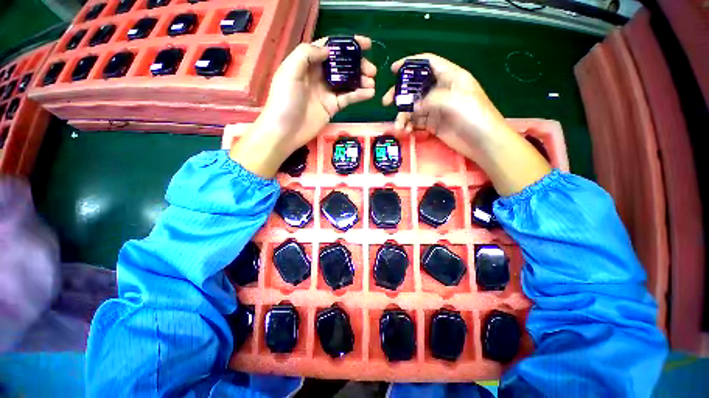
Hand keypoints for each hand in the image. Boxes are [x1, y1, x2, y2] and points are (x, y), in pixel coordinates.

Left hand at [230, 36, 376, 177]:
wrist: (285, 131)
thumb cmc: (284, 100)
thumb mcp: (290, 71)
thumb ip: (307, 54)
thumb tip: (328, 50)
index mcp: (307, 63)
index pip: (330, 48)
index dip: (347, 44)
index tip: (365, 44)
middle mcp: (319, 76)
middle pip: (342, 65)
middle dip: (358, 64)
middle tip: (372, 69)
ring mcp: (327, 92)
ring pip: (348, 82)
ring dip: (361, 80)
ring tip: (373, 81)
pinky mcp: (332, 107)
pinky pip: (348, 98)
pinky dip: (359, 95)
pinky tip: (370, 93)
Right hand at [383, 54, 550, 194]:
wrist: (482, 141)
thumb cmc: (474, 115)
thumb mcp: (454, 99)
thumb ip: (431, 98)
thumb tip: (413, 105)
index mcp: (450, 77)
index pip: (428, 63)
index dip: (410, 64)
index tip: (393, 69)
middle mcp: (442, 91)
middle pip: (416, 87)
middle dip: (401, 94)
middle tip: (387, 103)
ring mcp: (437, 108)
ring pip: (414, 107)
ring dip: (404, 115)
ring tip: (399, 126)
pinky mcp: (434, 124)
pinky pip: (417, 121)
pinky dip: (409, 125)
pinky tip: (406, 130)